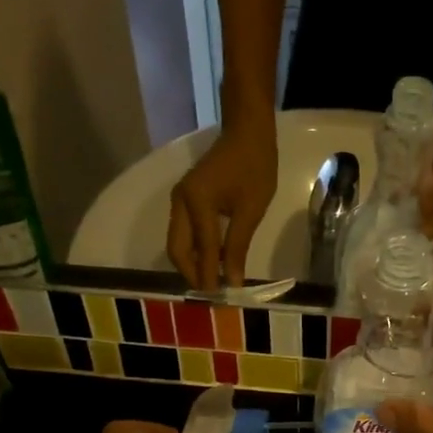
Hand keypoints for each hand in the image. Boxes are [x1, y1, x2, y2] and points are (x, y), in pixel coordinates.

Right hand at [166, 121, 277, 290]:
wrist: (246, 132)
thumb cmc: (255, 167)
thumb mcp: (251, 210)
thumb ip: (238, 247)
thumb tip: (232, 281)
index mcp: (197, 203)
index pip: (203, 250)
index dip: (210, 276)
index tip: (220, 300)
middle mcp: (180, 202)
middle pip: (177, 250)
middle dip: (192, 274)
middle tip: (211, 295)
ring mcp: (179, 200)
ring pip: (177, 243)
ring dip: (191, 264)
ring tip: (211, 282)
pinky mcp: (185, 199)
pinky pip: (183, 233)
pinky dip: (193, 251)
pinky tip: (210, 262)